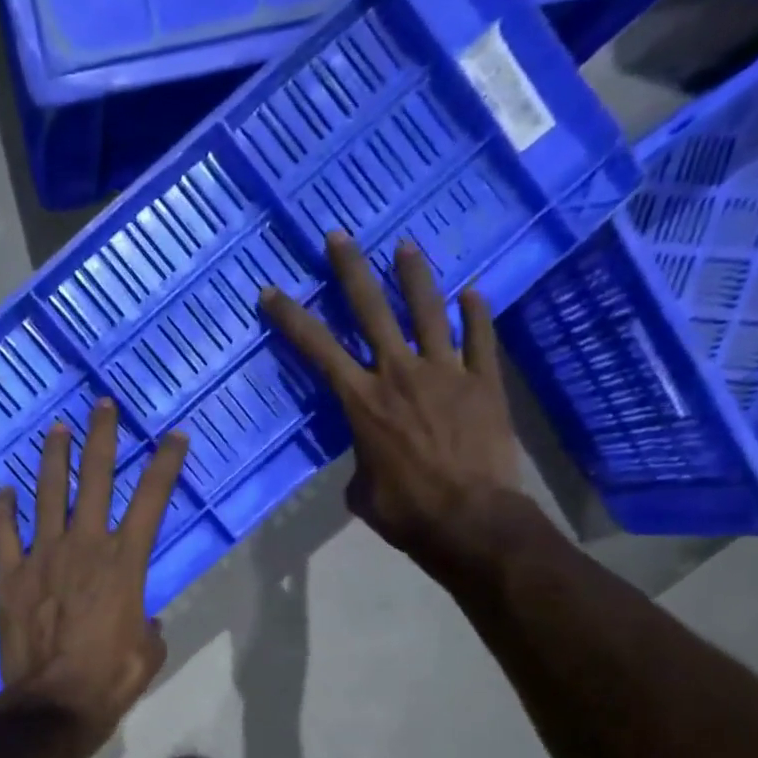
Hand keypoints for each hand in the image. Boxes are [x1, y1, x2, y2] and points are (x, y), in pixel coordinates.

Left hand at [0, 400, 187, 754]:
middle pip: (96, 479)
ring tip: (57, 428)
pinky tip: (5, 491)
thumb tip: (144, 620)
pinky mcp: (9, 576)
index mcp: (125, 563)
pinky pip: (4, 533)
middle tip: (102, 406)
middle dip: (102, 438)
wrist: (53, 703)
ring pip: (49, 494)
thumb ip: (149, 626)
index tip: (174, 436)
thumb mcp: (148, 652)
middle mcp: (85, 547)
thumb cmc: (109, 680)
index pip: (152, 500)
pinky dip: (3, 510)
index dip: (166, 465)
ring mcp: (42, 557)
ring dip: (54, 458)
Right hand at [261, 232, 531, 579]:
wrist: (471, 521)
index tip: (272, 291)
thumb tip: (370, 457)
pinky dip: (476, 315)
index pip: (318, 350)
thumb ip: (361, 461)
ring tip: (405, 246)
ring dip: (414, 276)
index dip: (292, 318)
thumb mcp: (362, 492)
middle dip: (350, 270)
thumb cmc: (406, 513)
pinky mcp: (485, 382)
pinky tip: (472, 295)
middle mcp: (400, 374)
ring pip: (428, 311)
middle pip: (371, 310)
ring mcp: (447, 372)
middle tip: (338, 236)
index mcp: (362, 402)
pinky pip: (481, 338)